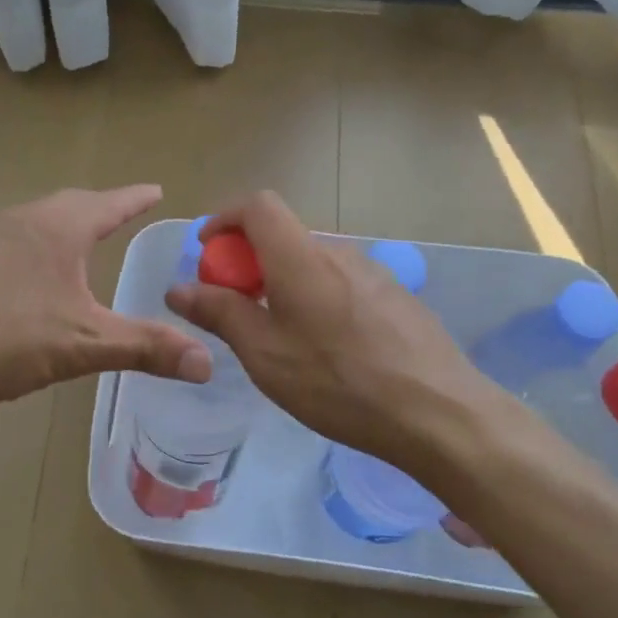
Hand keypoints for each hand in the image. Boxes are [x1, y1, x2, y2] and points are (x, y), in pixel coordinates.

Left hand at [0, 186, 211, 410]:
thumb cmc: (9, 337)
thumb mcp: (86, 343)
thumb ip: (147, 347)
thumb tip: (208, 360)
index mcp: (59, 229)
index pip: (109, 204)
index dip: (136, 199)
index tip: (156, 189)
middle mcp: (23, 221)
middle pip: (71, 203)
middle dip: (100, 207)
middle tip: (120, 213)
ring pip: (37, 220)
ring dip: (64, 225)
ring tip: (80, 241)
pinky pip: (11, 241)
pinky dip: (35, 246)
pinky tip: (30, 275)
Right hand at [165, 192, 514, 481]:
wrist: (438, 412)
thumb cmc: (338, 382)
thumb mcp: (264, 353)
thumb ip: (219, 313)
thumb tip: (178, 288)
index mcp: (300, 257)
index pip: (257, 205)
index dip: (224, 218)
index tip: (207, 252)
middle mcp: (337, 252)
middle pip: (283, 236)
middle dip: (249, 261)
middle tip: (236, 310)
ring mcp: (373, 273)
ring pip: (312, 263)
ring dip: (283, 283)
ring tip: (280, 337)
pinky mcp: (396, 297)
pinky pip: (341, 283)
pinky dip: (315, 298)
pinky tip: (326, 350)